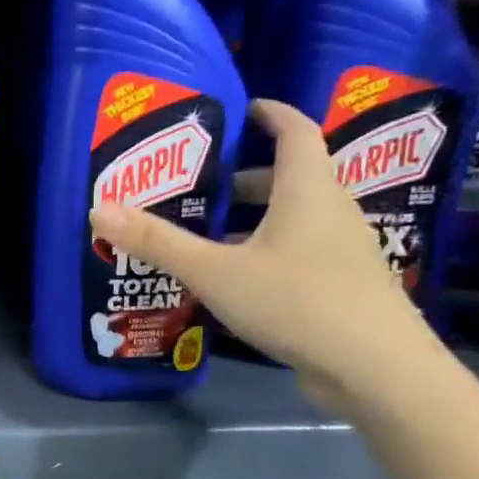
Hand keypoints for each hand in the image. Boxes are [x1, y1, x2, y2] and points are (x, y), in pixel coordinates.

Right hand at [90, 99, 442, 408]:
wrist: (378, 371)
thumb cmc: (298, 302)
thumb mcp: (215, 271)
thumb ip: (158, 241)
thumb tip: (99, 208)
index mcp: (308, 192)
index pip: (297, 133)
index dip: (272, 114)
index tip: (243, 107)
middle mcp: (331, 213)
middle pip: (290, 178)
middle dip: (246, 175)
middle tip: (198, 181)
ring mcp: (340, 252)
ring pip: (293, 218)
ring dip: (252, 216)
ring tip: (204, 229)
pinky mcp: (340, 286)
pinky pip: (296, 250)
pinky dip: (263, 248)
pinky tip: (231, 276)